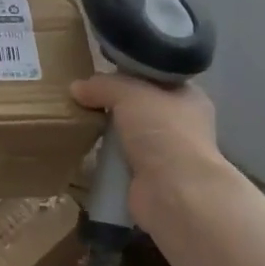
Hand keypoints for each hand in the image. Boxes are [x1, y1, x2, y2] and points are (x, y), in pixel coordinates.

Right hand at [70, 73, 227, 227]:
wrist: (174, 192)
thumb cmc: (162, 132)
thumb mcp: (130, 93)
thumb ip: (103, 85)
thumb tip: (76, 87)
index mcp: (188, 97)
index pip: (156, 78)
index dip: (129, 73)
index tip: (100, 73)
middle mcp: (180, 124)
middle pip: (139, 107)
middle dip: (113, 104)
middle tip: (83, 98)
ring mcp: (165, 154)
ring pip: (128, 135)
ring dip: (107, 133)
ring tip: (78, 122)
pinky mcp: (148, 179)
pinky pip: (120, 161)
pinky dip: (104, 159)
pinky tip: (84, 151)